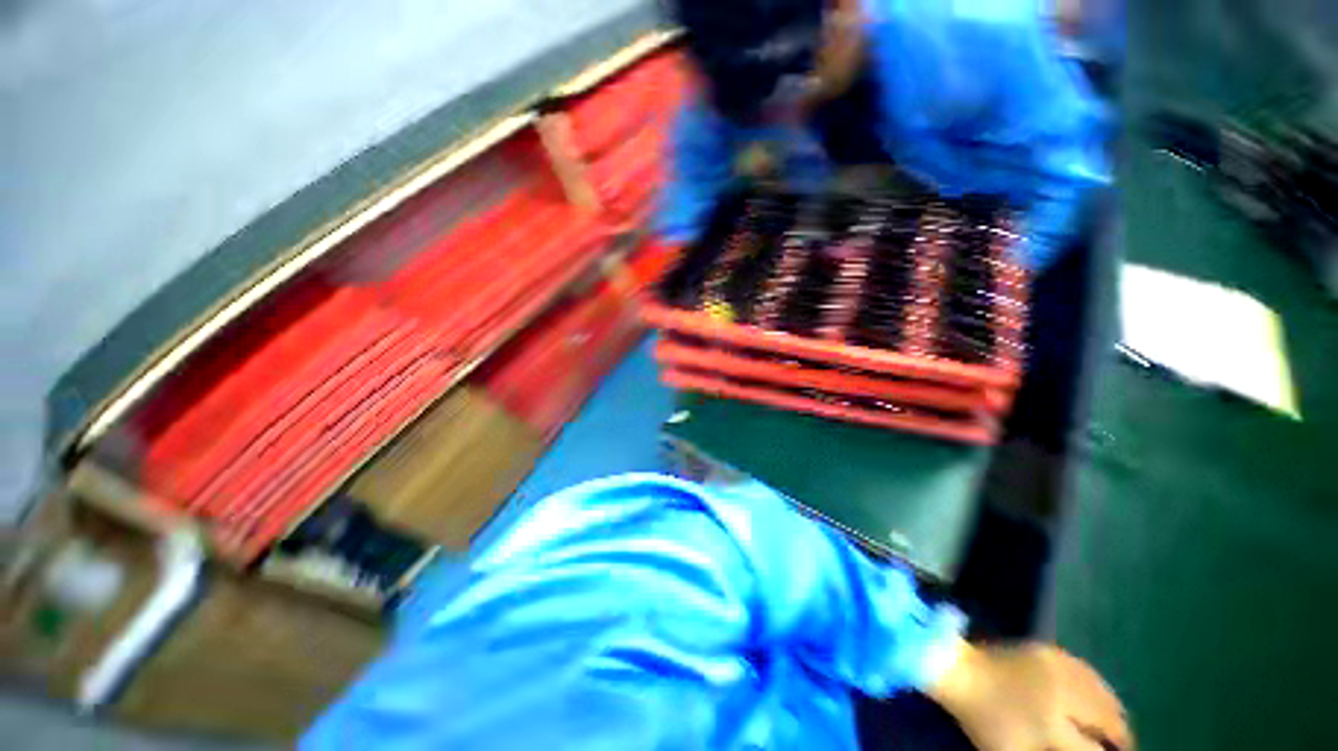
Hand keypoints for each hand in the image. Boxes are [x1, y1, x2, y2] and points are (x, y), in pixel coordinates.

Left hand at [927, 640, 1132, 750]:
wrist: (958, 670)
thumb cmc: (983, 719)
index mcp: (1052, 724)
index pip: (1094, 749)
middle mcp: (1062, 693)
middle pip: (1107, 718)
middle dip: (1120, 736)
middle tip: (1123, 747)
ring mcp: (1057, 667)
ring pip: (1103, 692)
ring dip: (1114, 712)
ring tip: (1118, 728)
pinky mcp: (1049, 650)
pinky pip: (1087, 671)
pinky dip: (1100, 688)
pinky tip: (1103, 699)